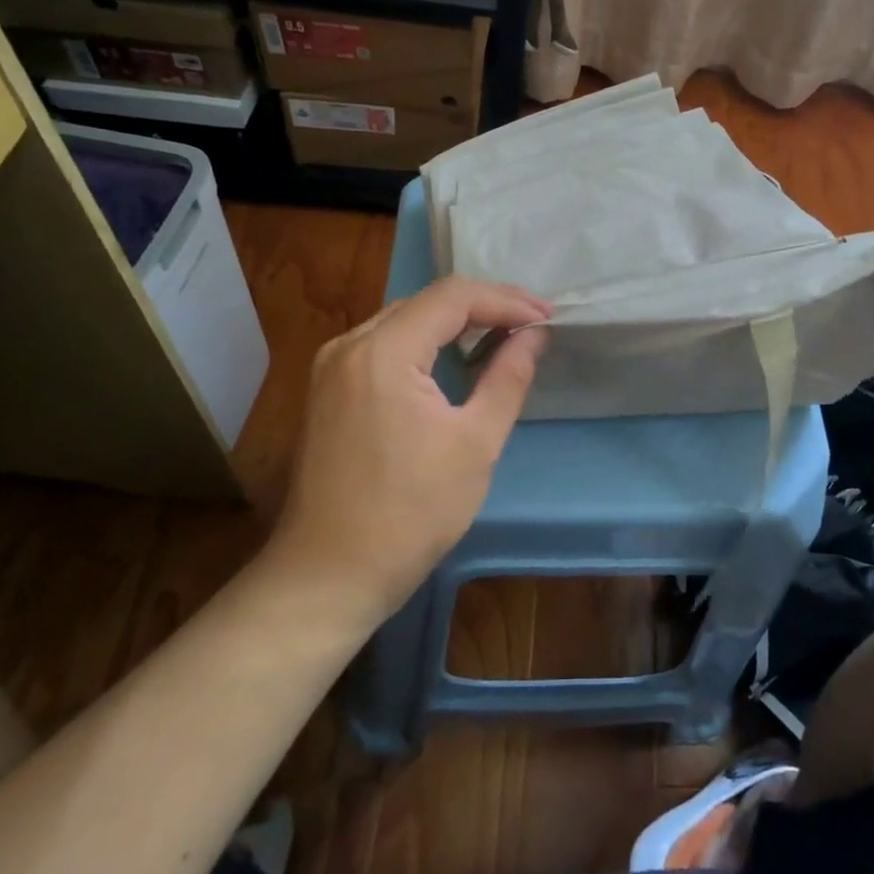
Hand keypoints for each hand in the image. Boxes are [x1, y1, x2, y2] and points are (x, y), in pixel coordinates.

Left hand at [266, 277, 549, 624]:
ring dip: (454, 321)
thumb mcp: (475, 444)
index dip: (505, 299)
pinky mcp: (327, 388)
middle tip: (531, 323)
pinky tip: (453, 357)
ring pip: (404, 319)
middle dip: (484, 305)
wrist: (327, 577)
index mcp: (382, 352)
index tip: (546, 317)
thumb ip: (508, 377)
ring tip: (502, 333)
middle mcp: (349, 345)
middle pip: (426, 302)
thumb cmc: (410, 514)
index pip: (452, 297)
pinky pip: (384, 344)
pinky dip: (425, 341)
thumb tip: (534, 335)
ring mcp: (332, 366)